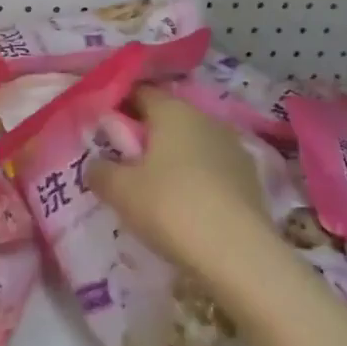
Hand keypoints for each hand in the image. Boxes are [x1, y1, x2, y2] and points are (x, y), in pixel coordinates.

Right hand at [86, 87, 281, 287]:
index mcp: (173, 111)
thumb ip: (100, 171)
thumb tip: (96, 164)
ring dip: (174, 158)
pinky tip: (186, 206)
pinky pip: (212, 169)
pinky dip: (197, 179)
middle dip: (147, 135)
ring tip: (155, 189)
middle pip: (168, 118)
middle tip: (124, 163)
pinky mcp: (250, 177)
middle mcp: (206, 119)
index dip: (119, 106)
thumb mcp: (120, 191)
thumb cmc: (170, 207)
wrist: (238, 253)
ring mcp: (233, 147)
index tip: (103, 130)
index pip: (140, 92)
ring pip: (193, 143)